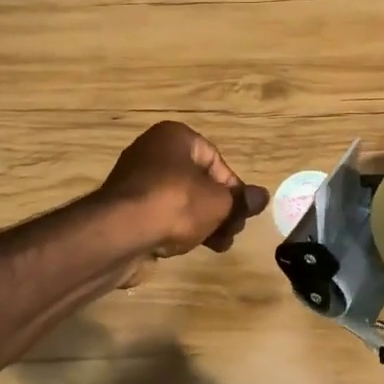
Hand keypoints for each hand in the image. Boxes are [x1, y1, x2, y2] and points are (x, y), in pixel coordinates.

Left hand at [99, 121, 268, 255]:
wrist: (120, 234)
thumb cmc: (175, 203)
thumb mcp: (219, 202)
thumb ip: (241, 200)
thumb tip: (263, 197)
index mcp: (174, 137)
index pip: (215, 159)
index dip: (233, 188)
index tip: (242, 213)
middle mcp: (152, 151)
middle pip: (198, 181)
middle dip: (219, 208)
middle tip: (232, 231)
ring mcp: (135, 181)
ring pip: (180, 200)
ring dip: (202, 222)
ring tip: (218, 245)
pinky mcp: (125, 209)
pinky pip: (160, 215)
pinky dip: (176, 228)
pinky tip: (186, 247)